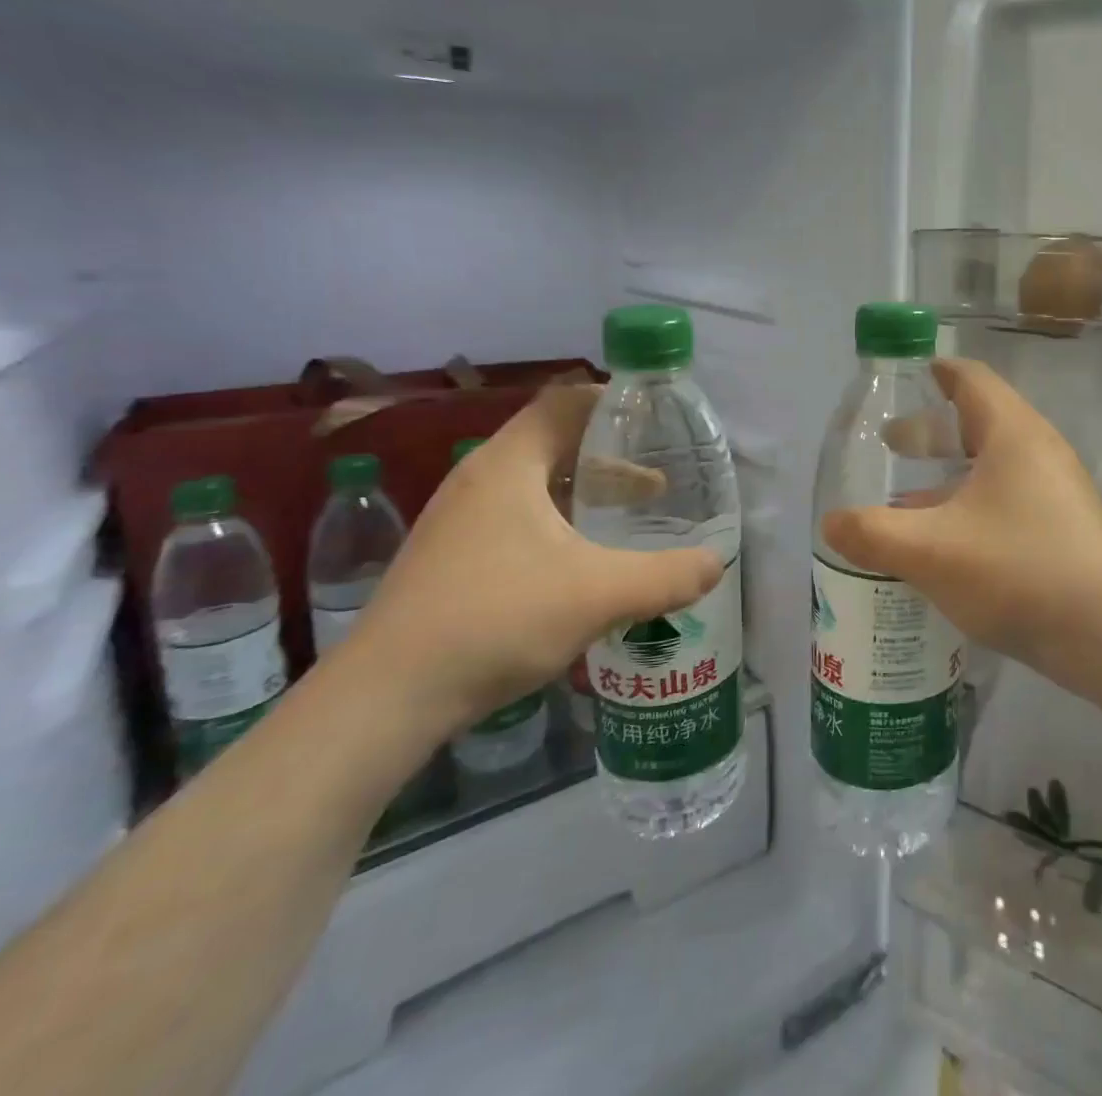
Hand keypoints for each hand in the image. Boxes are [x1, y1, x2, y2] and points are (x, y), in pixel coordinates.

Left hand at [343, 385, 721, 734]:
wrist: (384, 700)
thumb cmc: (496, 620)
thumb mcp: (598, 595)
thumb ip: (667, 576)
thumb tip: (717, 564)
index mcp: (508, 465)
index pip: (563, 403)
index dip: (611, 402)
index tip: (656, 420)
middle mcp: (479, 480)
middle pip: (553, 442)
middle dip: (609, 455)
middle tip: (657, 473)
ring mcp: (458, 521)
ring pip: (535, 485)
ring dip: (585, 492)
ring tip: (630, 514)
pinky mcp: (450, 558)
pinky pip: (517, 519)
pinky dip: (559, 522)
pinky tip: (582, 562)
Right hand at [819, 358, 1101, 696]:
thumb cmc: (1018, 570)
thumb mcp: (930, 551)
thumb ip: (872, 533)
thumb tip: (831, 523)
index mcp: (1012, 433)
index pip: (970, 378)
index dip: (934, 372)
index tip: (902, 378)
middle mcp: (1039, 452)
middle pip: (979, 423)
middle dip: (932, 432)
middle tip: (889, 446)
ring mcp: (1058, 493)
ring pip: (992, 470)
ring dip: (948, 479)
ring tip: (905, 504)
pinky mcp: (1065, 532)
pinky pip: (1007, 505)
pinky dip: (970, 511)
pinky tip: (944, 549)